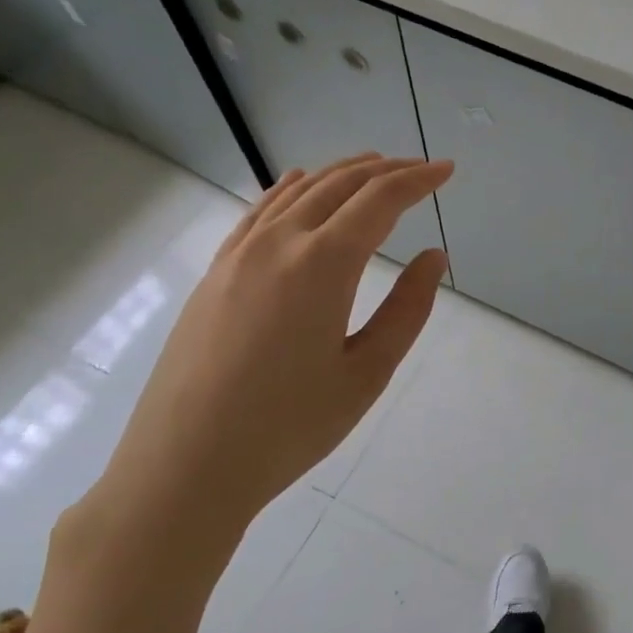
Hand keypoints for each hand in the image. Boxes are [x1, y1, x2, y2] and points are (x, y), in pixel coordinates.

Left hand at [86, 154, 451, 547]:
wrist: (185, 466)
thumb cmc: (289, 426)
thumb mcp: (367, 373)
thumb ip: (407, 309)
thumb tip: (432, 257)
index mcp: (323, 264)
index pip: (380, 201)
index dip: (418, 180)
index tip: (446, 169)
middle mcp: (279, 243)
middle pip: (339, 185)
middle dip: (385, 170)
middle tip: (420, 168)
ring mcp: (239, 255)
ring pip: (297, 192)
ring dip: (340, 173)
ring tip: (372, 166)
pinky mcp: (215, 273)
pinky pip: (258, 212)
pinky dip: (289, 189)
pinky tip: (297, 183)